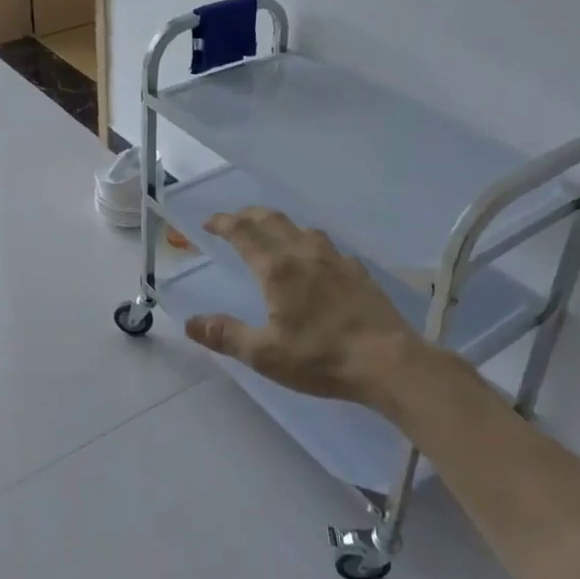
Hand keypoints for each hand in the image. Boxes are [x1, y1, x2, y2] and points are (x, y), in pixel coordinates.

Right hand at [185, 207, 444, 410]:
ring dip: (279, 225)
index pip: (243, 233)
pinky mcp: (358, 272)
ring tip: (271, 234)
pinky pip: (327, 246)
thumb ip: (226, 335)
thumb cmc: (321, 358)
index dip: (223, 223)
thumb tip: (190, 322)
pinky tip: (315, 260)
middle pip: (272, 220)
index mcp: (277, 269)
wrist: (389, 362)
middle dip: (248, 215)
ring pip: (302, 228)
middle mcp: (304, 253)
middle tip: (233, 220)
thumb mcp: (265, 354)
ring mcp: (336, 260)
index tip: (209, 222)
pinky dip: (309, 243)